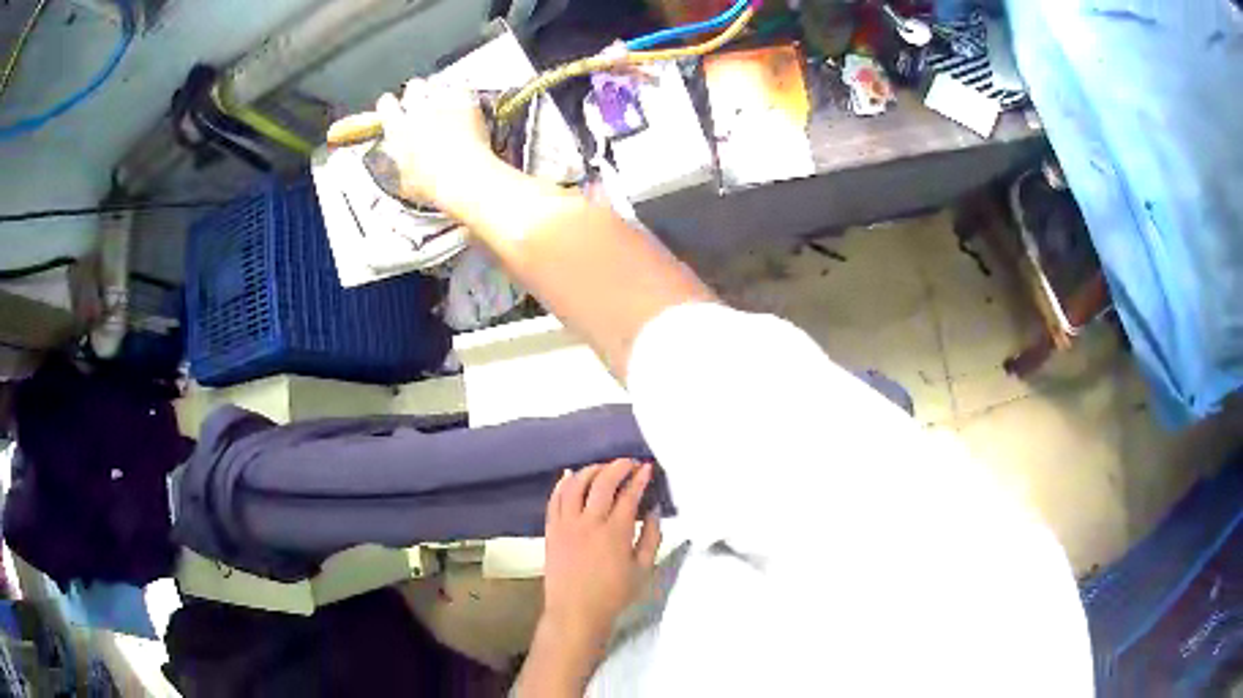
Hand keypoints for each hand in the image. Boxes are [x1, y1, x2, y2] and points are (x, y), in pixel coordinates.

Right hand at [372, 79, 500, 211]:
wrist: (465, 177)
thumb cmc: (434, 186)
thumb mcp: (405, 180)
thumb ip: (399, 161)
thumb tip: (398, 156)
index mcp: (398, 128)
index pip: (386, 103)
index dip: (390, 105)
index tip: (394, 109)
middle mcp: (417, 110)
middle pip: (414, 85)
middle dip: (417, 92)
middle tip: (424, 104)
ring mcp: (443, 102)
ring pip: (437, 81)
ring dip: (439, 88)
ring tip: (445, 99)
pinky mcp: (466, 100)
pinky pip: (462, 83)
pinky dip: (462, 89)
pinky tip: (464, 97)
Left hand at [542, 459, 661, 649]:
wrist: (576, 612)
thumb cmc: (614, 594)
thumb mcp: (643, 569)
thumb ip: (652, 537)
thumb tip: (654, 510)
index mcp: (615, 533)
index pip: (628, 495)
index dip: (639, 478)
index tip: (647, 468)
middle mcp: (589, 523)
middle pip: (602, 483)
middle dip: (617, 467)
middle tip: (629, 462)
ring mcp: (566, 525)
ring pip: (575, 485)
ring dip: (590, 471)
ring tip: (603, 467)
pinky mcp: (551, 530)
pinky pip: (555, 499)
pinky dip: (563, 483)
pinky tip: (571, 475)